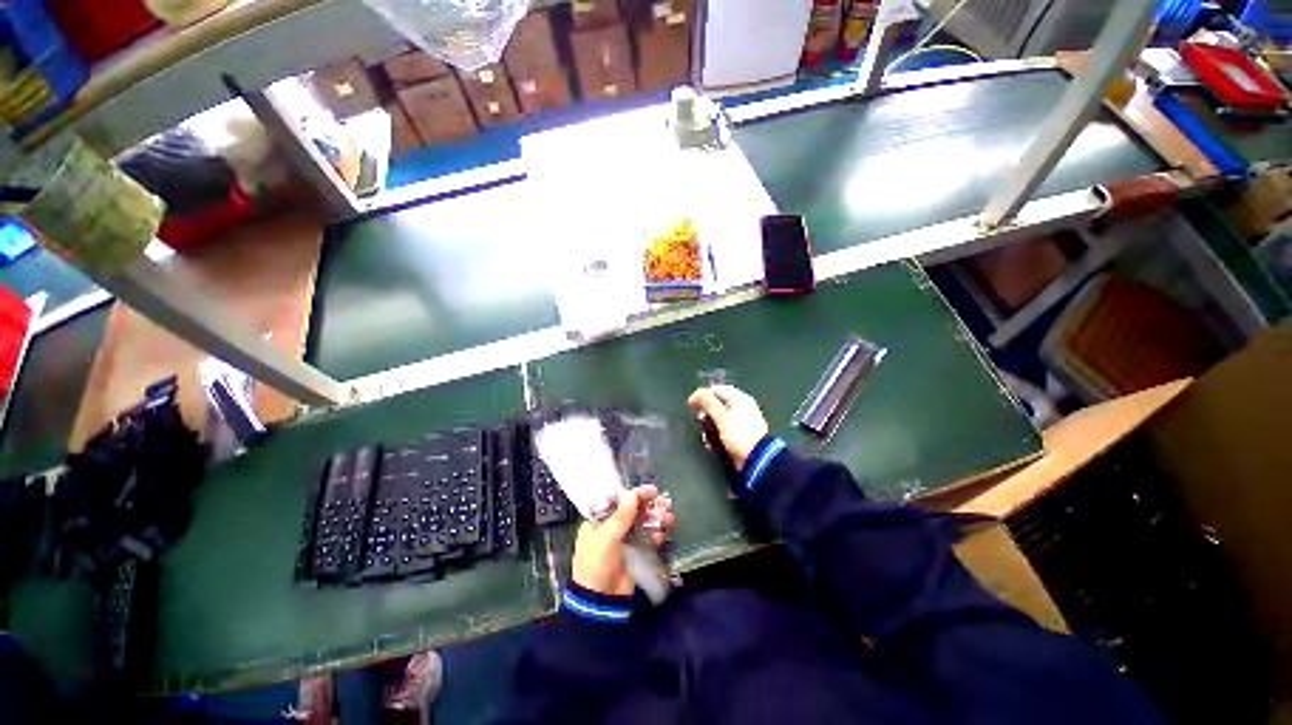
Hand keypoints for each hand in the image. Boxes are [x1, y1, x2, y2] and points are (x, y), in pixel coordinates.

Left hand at [571, 485, 674, 596]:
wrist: (600, 601)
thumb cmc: (597, 564)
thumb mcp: (606, 538)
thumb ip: (621, 516)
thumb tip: (632, 495)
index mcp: (599, 521)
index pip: (618, 501)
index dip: (635, 494)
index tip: (652, 490)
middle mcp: (611, 527)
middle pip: (633, 510)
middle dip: (650, 506)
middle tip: (665, 503)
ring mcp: (624, 540)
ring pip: (643, 523)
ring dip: (656, 518)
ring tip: (669, 516)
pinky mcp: (635, 553)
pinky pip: (648, 538)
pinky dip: (657, 532)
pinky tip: (665, 530)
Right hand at [687, 385, 769, 471]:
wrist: (757, 460)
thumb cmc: (740, 436)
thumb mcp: (722, 418)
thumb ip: (709, 403)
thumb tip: (696, 393)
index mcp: (740, 399)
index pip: (717, 389)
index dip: (703, 395)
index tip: (691, 404)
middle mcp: (741, 407)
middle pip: (717, 403)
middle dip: (705, 412)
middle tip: (698, 420)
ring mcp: (741, 421)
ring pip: (718, 417)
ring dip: (709, 425)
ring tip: (705, 435)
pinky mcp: (739, 434)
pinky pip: (723, 429)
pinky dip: (715, 434)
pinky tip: (711, 443)